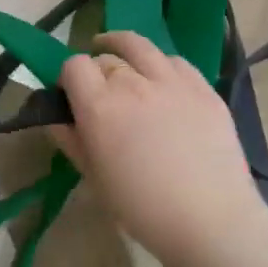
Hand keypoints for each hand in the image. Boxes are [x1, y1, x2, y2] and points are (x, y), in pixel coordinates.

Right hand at [52, 32, 263, 265]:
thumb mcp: (95, 178)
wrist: (211, 220)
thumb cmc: (143, 208)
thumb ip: (72, 141)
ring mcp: (171, 81)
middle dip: (97, 70)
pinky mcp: (203, 88)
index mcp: (99, 106)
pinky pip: (175, 61)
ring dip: (124, 49)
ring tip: (122, 56)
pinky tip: (161, 77)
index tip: (72, 96)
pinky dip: (161, 64)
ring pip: (140, 46)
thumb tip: (56, 118)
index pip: (74, 66)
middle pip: (106, 58)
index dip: (69, 78)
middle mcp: (133, 83)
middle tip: (100, 92)